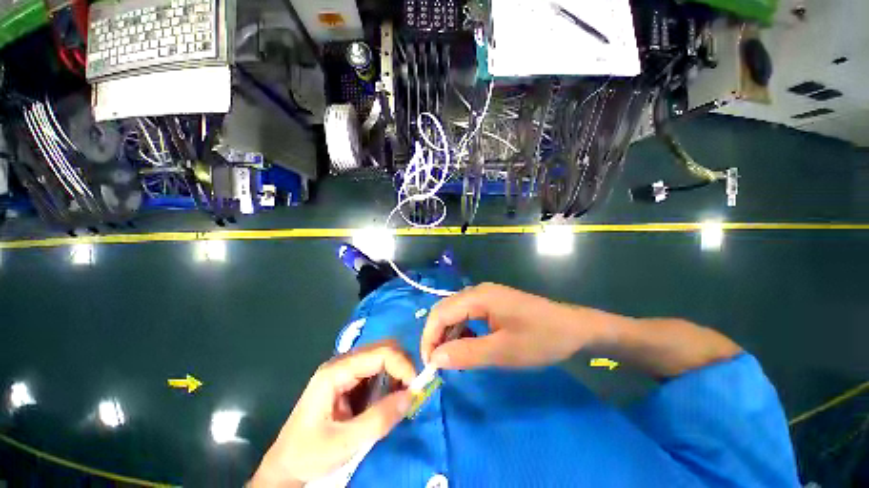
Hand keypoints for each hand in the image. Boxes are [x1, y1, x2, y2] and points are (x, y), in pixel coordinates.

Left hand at [250, 341, 416, 486]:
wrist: (286, 467)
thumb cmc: (309, 454)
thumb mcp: (344, 443)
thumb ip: (379, 419)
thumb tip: (412, 395)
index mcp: (336, 371)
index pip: (380, 352)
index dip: (402, 364)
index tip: (415, 387)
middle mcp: (342, 363)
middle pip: (383, 348)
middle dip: (402, 365)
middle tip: (412, 390)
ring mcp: (346, 371)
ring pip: (383, 357)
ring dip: (398, 372)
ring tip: (403, 396)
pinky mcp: (351, 381)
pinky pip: (378, 370)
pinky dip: (391, 380)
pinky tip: (391, 397)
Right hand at [421, 283, 606, 369]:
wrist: (574, 327)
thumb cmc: (541, 338)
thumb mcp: (503, 351)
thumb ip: (466, 353)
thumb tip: (436, 358)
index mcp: (478, 296)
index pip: (440, 313)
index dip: (429, 338)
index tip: (429, 365)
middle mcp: (477, 291)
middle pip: (445, 310)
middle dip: (436, 336)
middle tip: (438, 364)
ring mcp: (485, 296)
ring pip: (455, 312)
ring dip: (449, 334)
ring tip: (452, 358)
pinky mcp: (492, 303)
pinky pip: (468, 314)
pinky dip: (462, 331)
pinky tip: (468, 345)